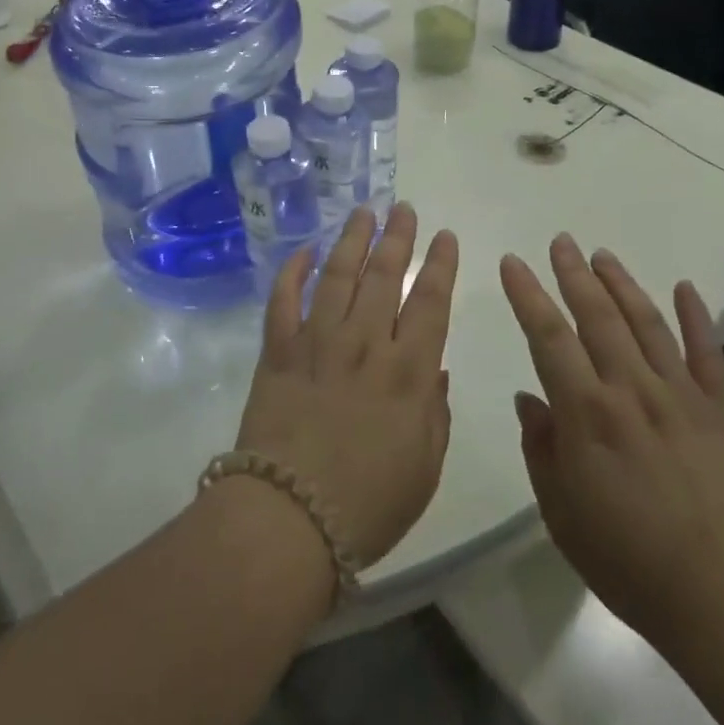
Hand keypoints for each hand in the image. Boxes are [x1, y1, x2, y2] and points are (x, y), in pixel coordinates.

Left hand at [232, 203, 458, 568]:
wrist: (289, 517)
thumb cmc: (369, 503)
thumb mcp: (425, 466)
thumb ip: (434, 410)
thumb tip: (433, 367)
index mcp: (408, 371)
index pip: (431, 301)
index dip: (440, 265)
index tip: (445, 235)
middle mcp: (365, 343)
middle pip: (385, 276)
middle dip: (397, 237)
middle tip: (403, 207)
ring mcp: (317, 341)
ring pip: (338, 275)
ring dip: (352, 240)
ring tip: (363, 212)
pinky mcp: (278, 351)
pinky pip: (284, 300)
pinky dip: (292, 272)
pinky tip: (304, 251)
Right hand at [501, 236, 723, 647]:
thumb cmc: (627, 561)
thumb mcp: (560, 511)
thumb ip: (541, 448)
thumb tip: (530, 399)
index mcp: (586, 413)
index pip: (548, 336)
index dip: (527, 295)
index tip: (513, 262)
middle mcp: (631, 390)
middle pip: (597, 317)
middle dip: (574, 274)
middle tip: (561, 240)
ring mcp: (680, 396)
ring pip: (646, 324)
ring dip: (622, 285)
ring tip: (602, 254)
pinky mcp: (720, 412)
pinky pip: (707, 354)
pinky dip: (696, 318)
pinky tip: (684, 289)